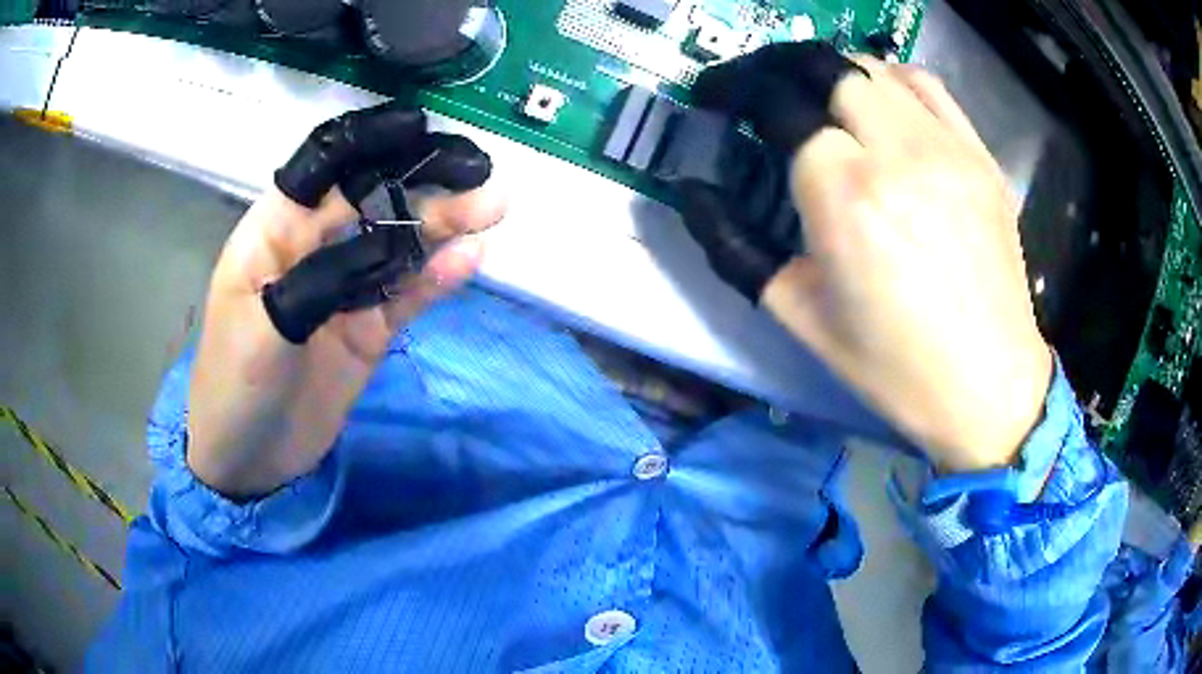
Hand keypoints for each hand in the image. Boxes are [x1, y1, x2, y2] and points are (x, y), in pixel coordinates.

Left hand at [188, 102, 505, 496]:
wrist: (248, 461)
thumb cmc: (234, 386)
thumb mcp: (261, 328)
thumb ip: (319, 279)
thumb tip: (388, 244)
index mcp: (275, 231)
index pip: (325, 169)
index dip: (372, 143)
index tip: (423, 132)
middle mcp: (313, 248)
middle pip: (372, 199)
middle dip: (423, 182)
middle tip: (481, 176)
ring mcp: (344, 289)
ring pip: (397, 244)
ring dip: (442, 225)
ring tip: (492, 209)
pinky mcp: (367, 329)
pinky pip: (405, 294)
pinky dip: (435, 277)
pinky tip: (468, 261)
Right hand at [679, 44, 1051, 471]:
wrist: (989, 384)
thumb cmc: (892, 366)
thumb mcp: (797, 315)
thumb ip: (733, 245)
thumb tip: (692, 193)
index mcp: (844, 195)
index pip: (776, 103)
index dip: (735, 90)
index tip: (715, 101)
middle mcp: (896, 152)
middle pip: (822, 67)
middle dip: (775, 69)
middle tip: (758, 92)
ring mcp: (946, 147)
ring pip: (872, 68)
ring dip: (829, 72)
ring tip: (814, 97)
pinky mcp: (979, 154)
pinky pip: (926, 85)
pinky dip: (889, 80)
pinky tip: (879, 103)